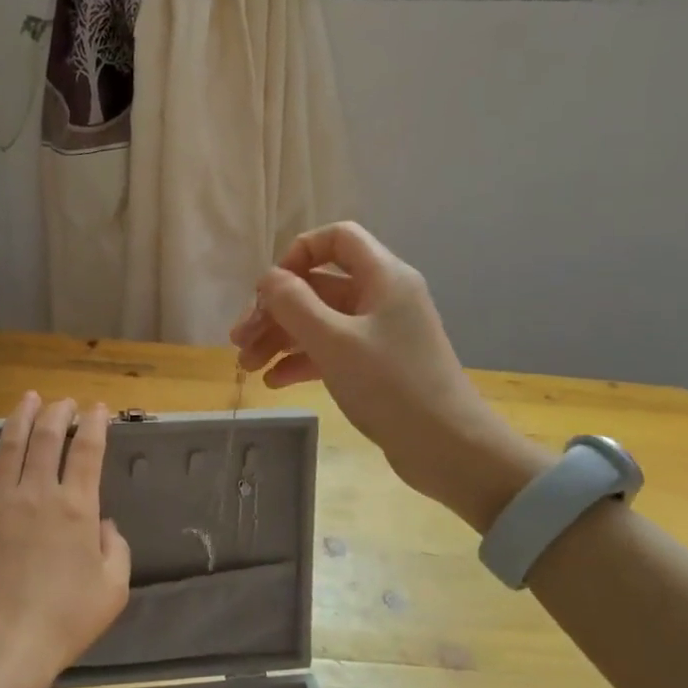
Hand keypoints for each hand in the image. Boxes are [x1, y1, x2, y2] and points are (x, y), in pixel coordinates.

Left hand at [0, 394, 131, 687]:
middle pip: (48, 437)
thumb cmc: (65, 619)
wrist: (5, 643)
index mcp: (76, 507)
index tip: (97, 409)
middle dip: (59, 412)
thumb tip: (104, 524)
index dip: (94, 424)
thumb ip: (117, 548)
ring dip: (21, 416)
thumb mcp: (113, 588)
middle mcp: (38, 492)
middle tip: (65, 403)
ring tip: (29, 398)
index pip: (87, 450)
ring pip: (9, 443)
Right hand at [229, 222, 547, 529]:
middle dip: (275, 309)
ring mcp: (378, 333)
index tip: (270, 288)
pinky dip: (300, 361)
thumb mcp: (334, 341)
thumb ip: (294, 304)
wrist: (448, 448)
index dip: (299, 253)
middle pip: (318, 286)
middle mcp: (381, 297)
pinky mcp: (375, 365)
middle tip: (240, 339)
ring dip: (280, 338)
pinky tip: (274, 382)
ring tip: (247, 366)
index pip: (337, 238)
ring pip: (318, 321)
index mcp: (382, 277)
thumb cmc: (391, 386)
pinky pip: (329, 350)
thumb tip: (268, 279)